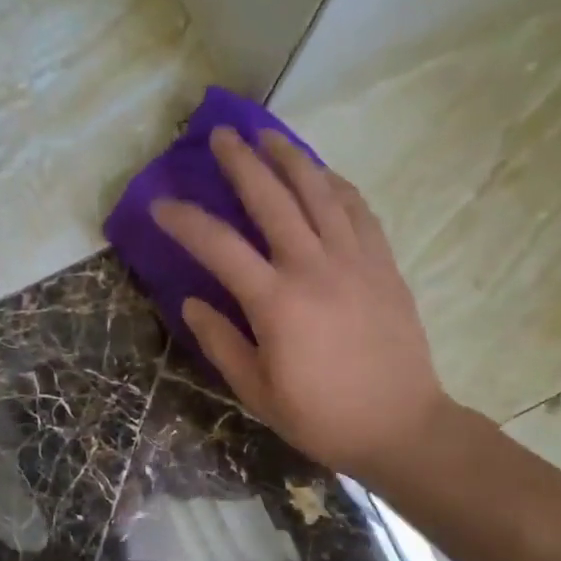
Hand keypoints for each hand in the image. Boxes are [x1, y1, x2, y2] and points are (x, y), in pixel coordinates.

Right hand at [151, 128, 452, 482]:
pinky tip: (322, 174)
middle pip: (272, 198)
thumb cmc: (321, 417)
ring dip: (290, 157)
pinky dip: (335, 184)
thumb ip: (220, 342)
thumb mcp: (256, 391)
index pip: (219, 246)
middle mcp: (314, 267)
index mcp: (276, 302)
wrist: (400, 426)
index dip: (185, 220)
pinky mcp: (383, 264)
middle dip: (241, 161)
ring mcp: (355, 260)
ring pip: (319, 192)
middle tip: (220, 134)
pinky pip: (358, 210)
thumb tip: (191, 302)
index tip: (160, 203)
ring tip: (268, 135)